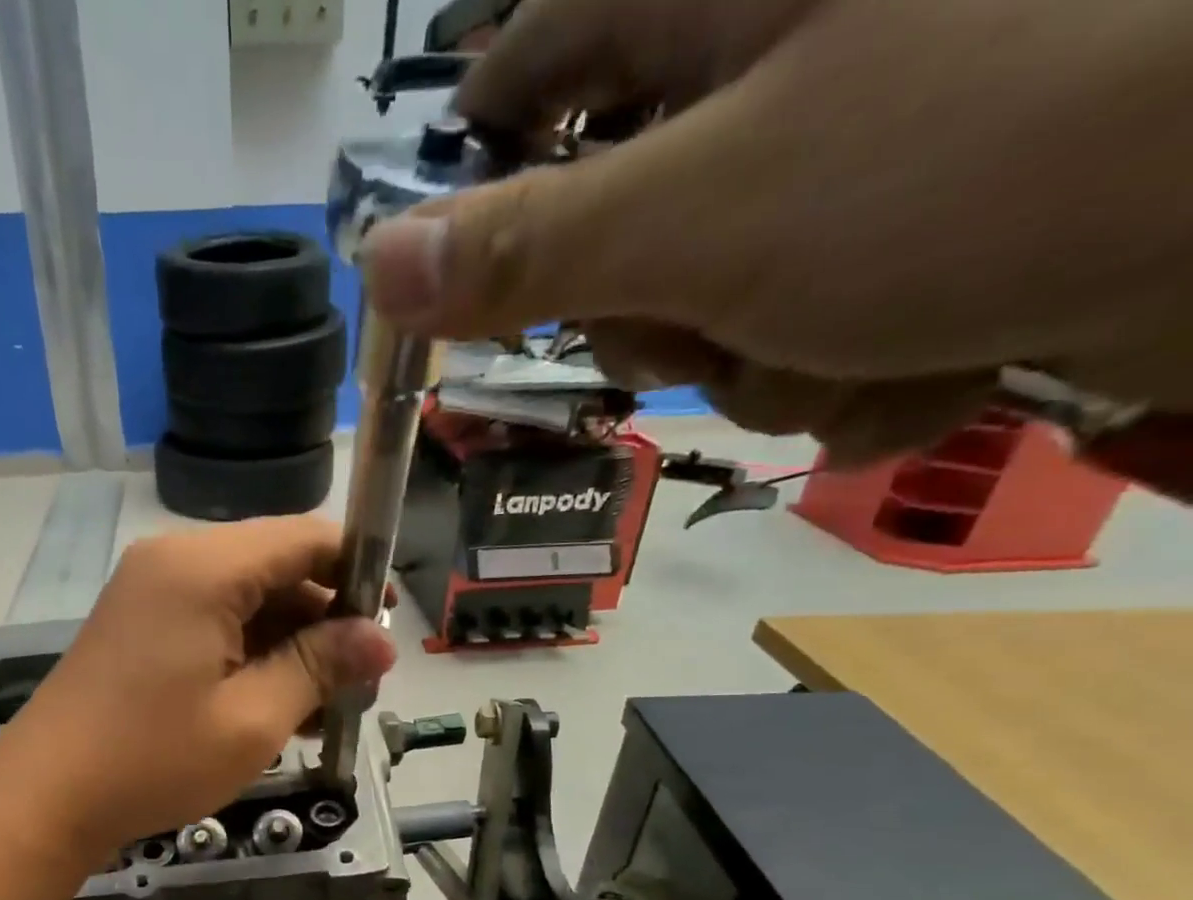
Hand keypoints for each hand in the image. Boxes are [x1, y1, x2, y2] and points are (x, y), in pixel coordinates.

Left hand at [0, 519, 395, 860]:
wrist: (45, 798)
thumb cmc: (153, 759)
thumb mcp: (253, 718)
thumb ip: (320, 666)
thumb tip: (381, 640)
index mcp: (204, 567)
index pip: (304, 537)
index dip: (356, 570)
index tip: (386, 625)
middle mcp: (175, 561)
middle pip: (275, 567)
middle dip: (324, 619)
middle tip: (358, 683)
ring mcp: (150, 591)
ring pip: (246, 599)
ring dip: (289, 644)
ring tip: (323, 707)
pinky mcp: (139, 625)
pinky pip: (212, 622)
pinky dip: (249, 654)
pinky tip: (276, 705)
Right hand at [364, 0, 1192, 463]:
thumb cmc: (997, 153)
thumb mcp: (704, 217)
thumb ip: (525, 251)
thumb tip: (376, 267)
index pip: (527, 65)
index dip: (480, 173)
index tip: (467, 271)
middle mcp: (778, 52)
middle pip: (612, 223)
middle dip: (649, 314)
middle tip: (706, 324)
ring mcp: (855, 138)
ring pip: (710, 297)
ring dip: (760, 360)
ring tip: (862, 342)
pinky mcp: (922, 214)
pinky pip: (809, 319)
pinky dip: (848, 371)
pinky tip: (929, 361)